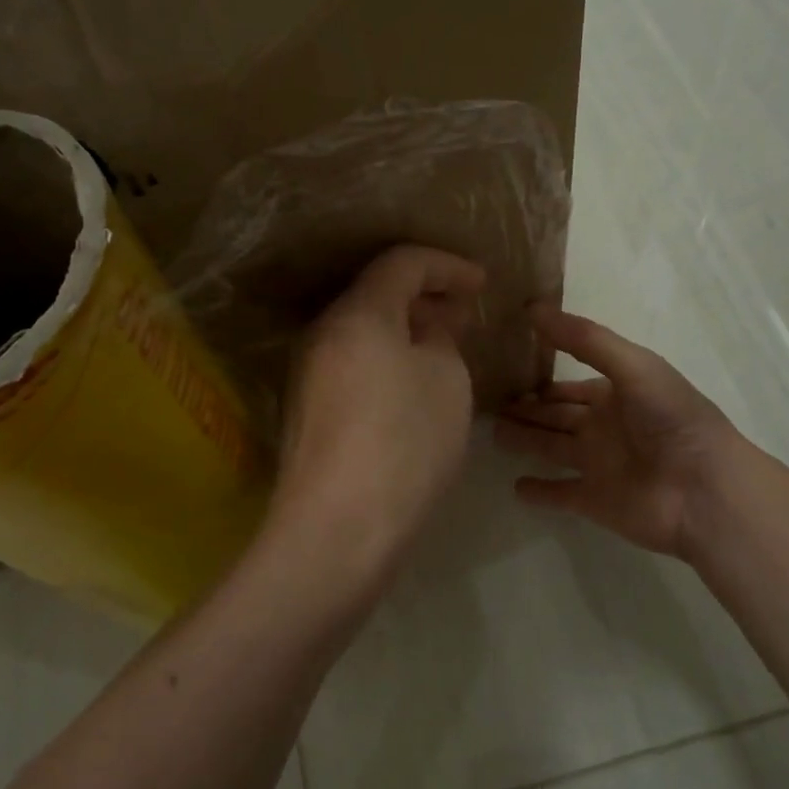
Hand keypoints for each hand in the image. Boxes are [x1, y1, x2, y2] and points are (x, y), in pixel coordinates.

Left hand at [270, 245, 485, 579]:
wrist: (339, 527)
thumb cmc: (405, 441)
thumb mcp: (446, 380)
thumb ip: (440, 339)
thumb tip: (426, 329)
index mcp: (358, 313)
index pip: (402, 262)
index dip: (447, 265)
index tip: (481, 284)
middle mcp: (323, 333)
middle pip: (376, 294)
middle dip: (425, 297)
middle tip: (464, 316)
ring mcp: (307, 373)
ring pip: (362, 332)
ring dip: (404, 332)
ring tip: (443, 351)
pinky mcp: (307, 410)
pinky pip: (352, 364)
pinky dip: (385, 361)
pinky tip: (411, 387)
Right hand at [496, 307, 740, 558]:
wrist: (704, 489)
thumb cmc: (671, 419)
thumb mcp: (632, 366)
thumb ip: (585, 340)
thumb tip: (532, 308)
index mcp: (616, 394)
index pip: (569, 385)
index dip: (542, 378)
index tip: (506, 369)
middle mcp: (604, 428)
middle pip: (556, 416)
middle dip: (527, 409)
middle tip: (487, 402)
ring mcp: (598, 466)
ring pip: (551, 450)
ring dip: (525, 441)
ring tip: (492, 433)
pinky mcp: (593, 501)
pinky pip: (560, 494)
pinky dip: (539, 491)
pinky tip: (515, 486)